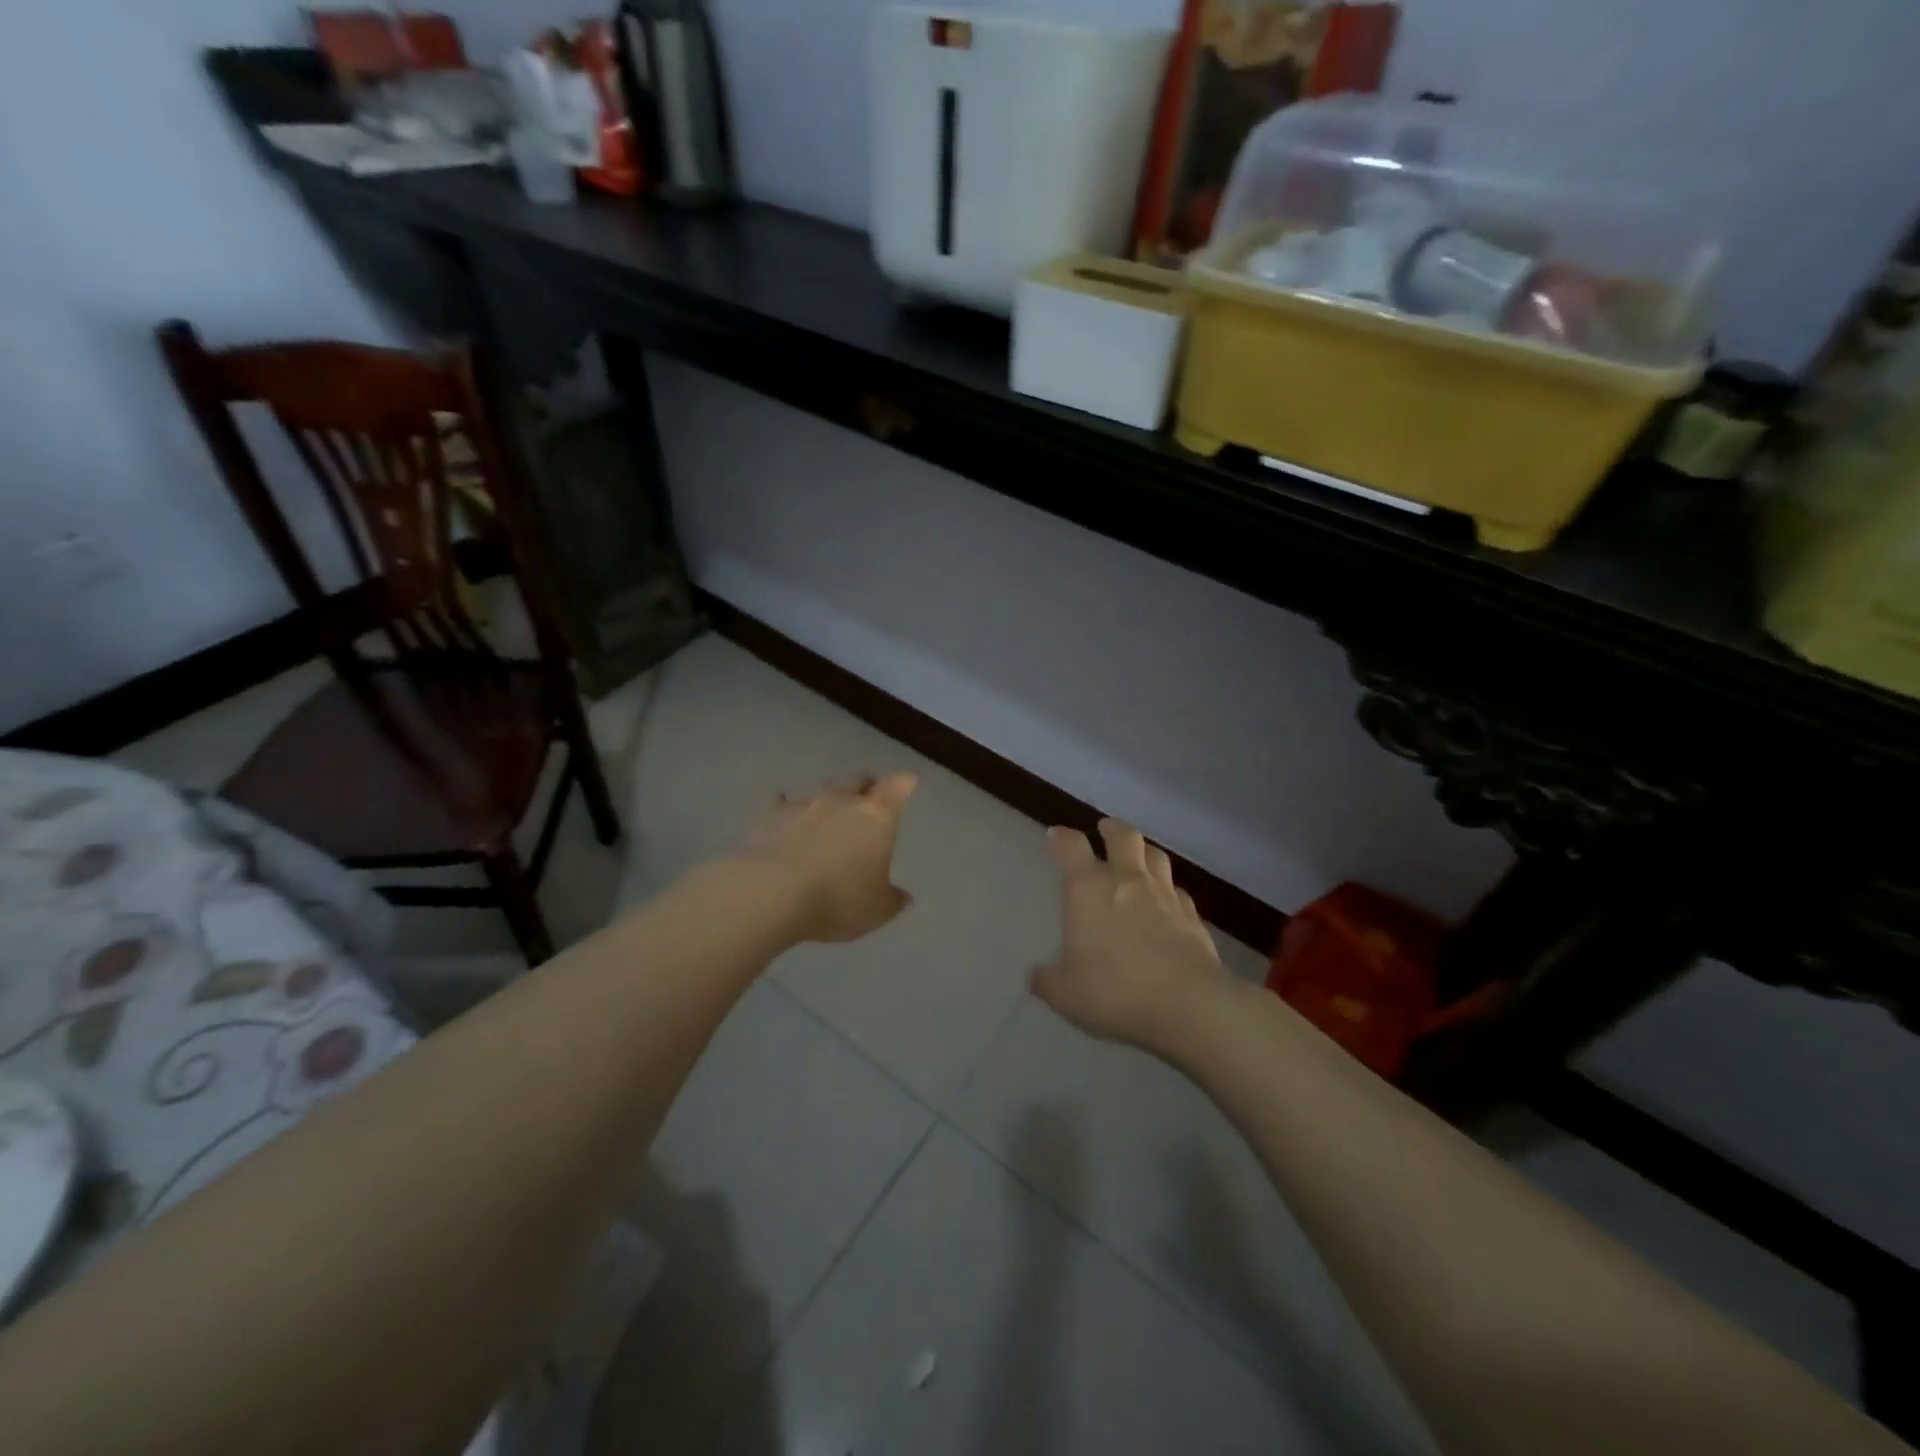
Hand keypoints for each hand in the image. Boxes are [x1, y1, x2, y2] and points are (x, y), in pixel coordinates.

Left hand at [735, 773, 918, 942]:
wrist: (772, 894)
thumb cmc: (837, 899)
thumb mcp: (876, 911)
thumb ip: (893, 901)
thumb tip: (904, 897)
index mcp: (877, 817)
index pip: (898, 787)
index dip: (904, 784)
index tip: (908, 783)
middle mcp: (842, 800)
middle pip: (859, 780)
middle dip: (867, 787)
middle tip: (869, 800)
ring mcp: (804, 803)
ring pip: (823, 788)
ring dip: (829, 797)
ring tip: (829, 812)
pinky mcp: (771, 814)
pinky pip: (782, 802)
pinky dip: (787, 806)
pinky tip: (784, 812)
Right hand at [1031, 819, 1231, 1051]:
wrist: (1188, 1004)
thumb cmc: (1116, 991)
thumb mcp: (1066, 994)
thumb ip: (1048, 981)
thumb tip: (1036, 976)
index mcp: (1089, 889)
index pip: (1071, 847)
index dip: (1061, 837)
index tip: (1055, 835)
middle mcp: (1127, 880)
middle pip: (1123, 836)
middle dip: (1111, 829)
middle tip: (1104, 829)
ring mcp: (1165, 895)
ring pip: (1156, 856)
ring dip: (1144, 851)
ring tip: (1138, 857)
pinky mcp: (1193, 916)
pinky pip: (1178, 891)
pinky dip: (1169, 890)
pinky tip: (1167, 903)